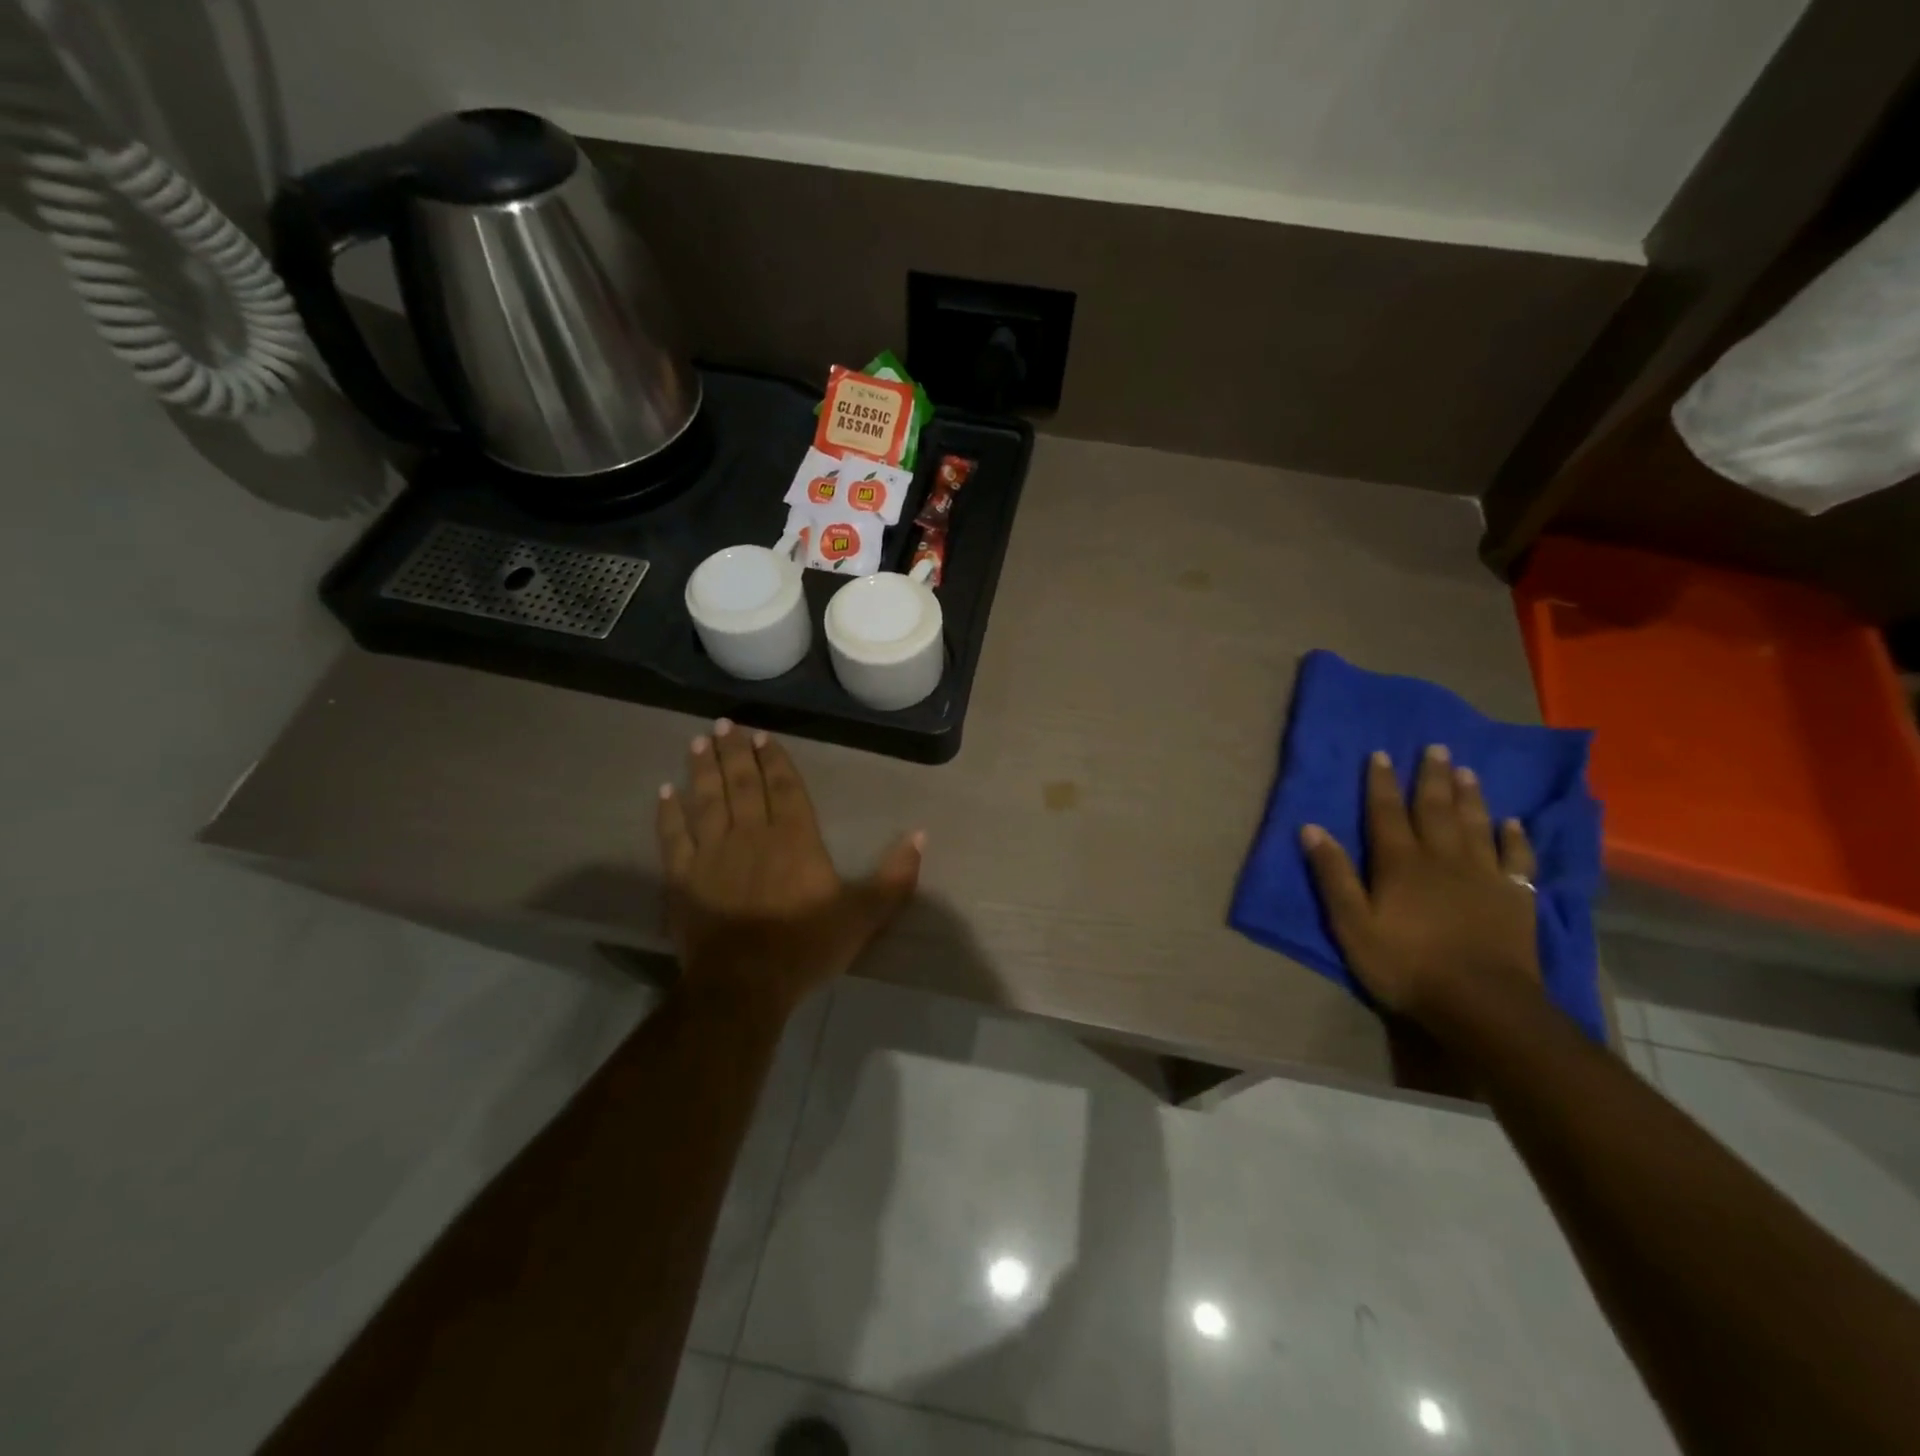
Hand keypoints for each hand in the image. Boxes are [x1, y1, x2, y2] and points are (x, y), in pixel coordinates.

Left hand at [656, 720, 922, 1013]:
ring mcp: (712, 854)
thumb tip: (921, 835)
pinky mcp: (683, 878)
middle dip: (735, 752)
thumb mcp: (864, 915)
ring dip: (703, 769)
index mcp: (794, 838)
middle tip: (726, 724)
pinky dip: (668, 814)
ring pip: (706, 800)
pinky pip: (673, 837)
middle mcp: (751, 834)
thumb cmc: (806, 946)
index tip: (762, 736)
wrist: (744, 984)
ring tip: (698, 742)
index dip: (774, 760)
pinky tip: (664, 793)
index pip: (784, 787)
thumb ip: (895, 876)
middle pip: (742, 784)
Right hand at [1300, 745, 1540, 1025]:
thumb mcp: (1351, 925)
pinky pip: (1517, 859)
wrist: (1482, 1004)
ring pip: (1476, 825)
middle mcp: (1443, 859)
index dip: (1381, 783)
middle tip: (1436, 747)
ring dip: (1470, 796)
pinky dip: (1515, 837)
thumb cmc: (1406, 966)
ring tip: (1467, 771)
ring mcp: (1484, 876)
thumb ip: (1333, 876)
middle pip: (1436, 810)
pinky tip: (1514, 822)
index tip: (1380, 754)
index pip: (1386, 813)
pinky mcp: (1516, 898)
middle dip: (1432, 777)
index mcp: (1400, 864)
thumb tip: (1310, 828)